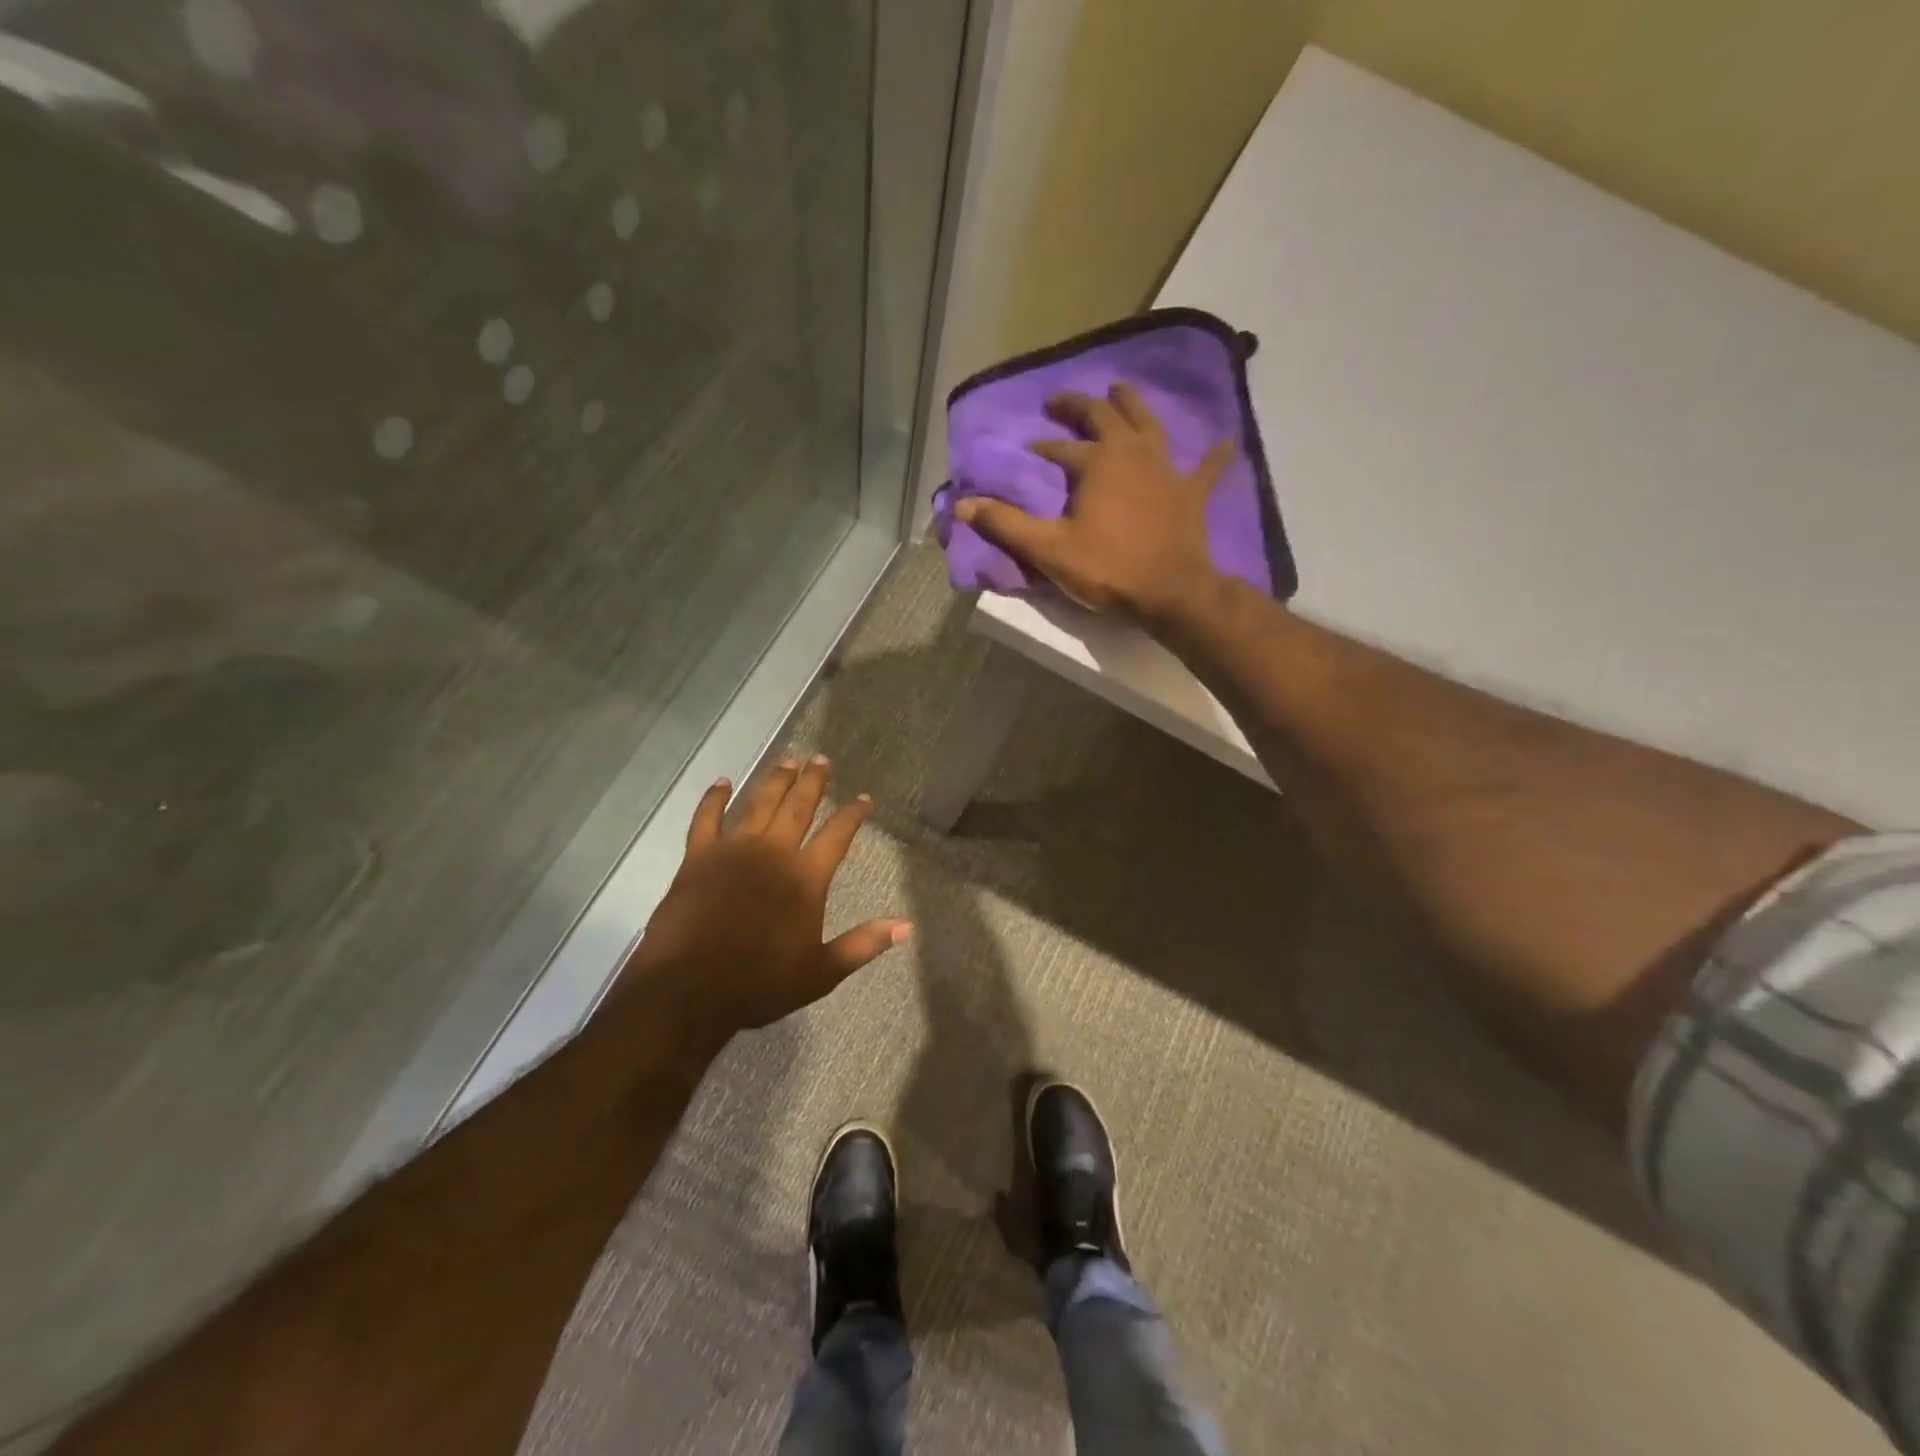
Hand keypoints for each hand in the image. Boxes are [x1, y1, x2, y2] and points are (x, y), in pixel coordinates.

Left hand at [617, 756, 909, 1043]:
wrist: (690, 989)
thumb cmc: (759, 984)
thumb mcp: (821, 972)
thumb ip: (863, 944)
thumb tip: (907, 926)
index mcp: (806, 877)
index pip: (838, 835)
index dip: (853, 814)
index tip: (864, 798)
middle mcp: (774, 852)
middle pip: (799, 806)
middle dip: (814, 782)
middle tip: (822, 760)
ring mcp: (734, 850)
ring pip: (759, 803)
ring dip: (776, 780)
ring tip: (788, 761)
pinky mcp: (698, 856)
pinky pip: (706, 818)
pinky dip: (714, 798)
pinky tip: (722, 783)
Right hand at [955, 383, 1233, 627]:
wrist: (1170, 592)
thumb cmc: (1107, 568)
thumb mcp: (1049, 549)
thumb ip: (1006, 524)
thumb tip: (962, 503)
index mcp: (1097, 462)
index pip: (1060, 448)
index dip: (1041, 449)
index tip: (1026, 453)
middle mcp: (1132, 452)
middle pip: (1105, 416)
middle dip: (1080, 407)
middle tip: (1061, 403)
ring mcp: (1168, 469)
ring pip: (1150, 424)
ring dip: (1134, 405)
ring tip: (1121, 389)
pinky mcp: (1193, 493)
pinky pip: (1206, 468)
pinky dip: (1213, 456)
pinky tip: (1224, 444)